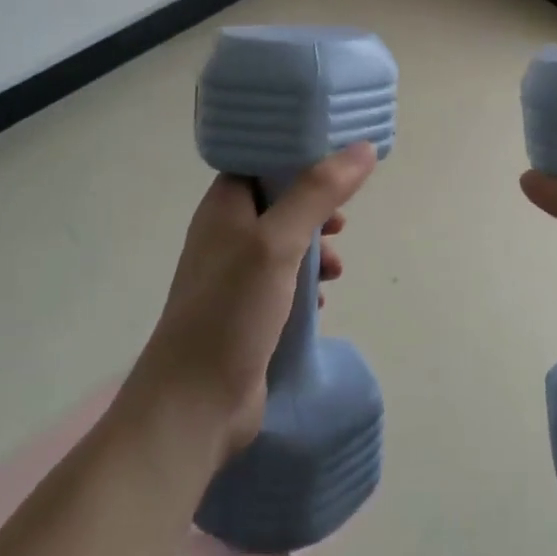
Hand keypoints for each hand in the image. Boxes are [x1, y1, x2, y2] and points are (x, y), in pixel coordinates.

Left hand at [130, 143, 376, 458]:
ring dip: (314, 249)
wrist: (193, 407)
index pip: (262, 161)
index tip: (337, 159)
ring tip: (335, 268)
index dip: (298, 155)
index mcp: (224, 206)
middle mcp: (225, 234)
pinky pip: (284, 282)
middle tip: (342, 221)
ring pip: (286, 243)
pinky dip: (305, 284)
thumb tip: (363, 148)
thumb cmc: (230, 310)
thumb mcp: (277, 242)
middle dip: (316, 208)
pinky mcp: (246, 312)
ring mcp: (234, 276)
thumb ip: (318, 193)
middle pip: (280, 200)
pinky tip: (320, 303)